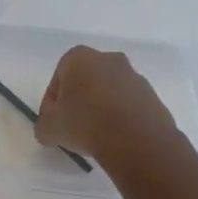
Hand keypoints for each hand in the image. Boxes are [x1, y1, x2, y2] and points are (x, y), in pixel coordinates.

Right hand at [34, 45, 182, 169]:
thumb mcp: (49, 129)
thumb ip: (44, 125)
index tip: (54, 121)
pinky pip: (129, 105)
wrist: (137, 140)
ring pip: (109, 92)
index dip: (52, 102)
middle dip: (78, 100)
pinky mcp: (153, 96)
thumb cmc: (85, 124)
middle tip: (73, 126)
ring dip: (101, 108)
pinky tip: (116, 137)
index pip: (58, 78)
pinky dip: (121, 117)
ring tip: (96, 135)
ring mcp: (134, 76)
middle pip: (85, 81)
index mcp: (79, 58)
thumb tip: (49, 129)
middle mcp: (108, 59)